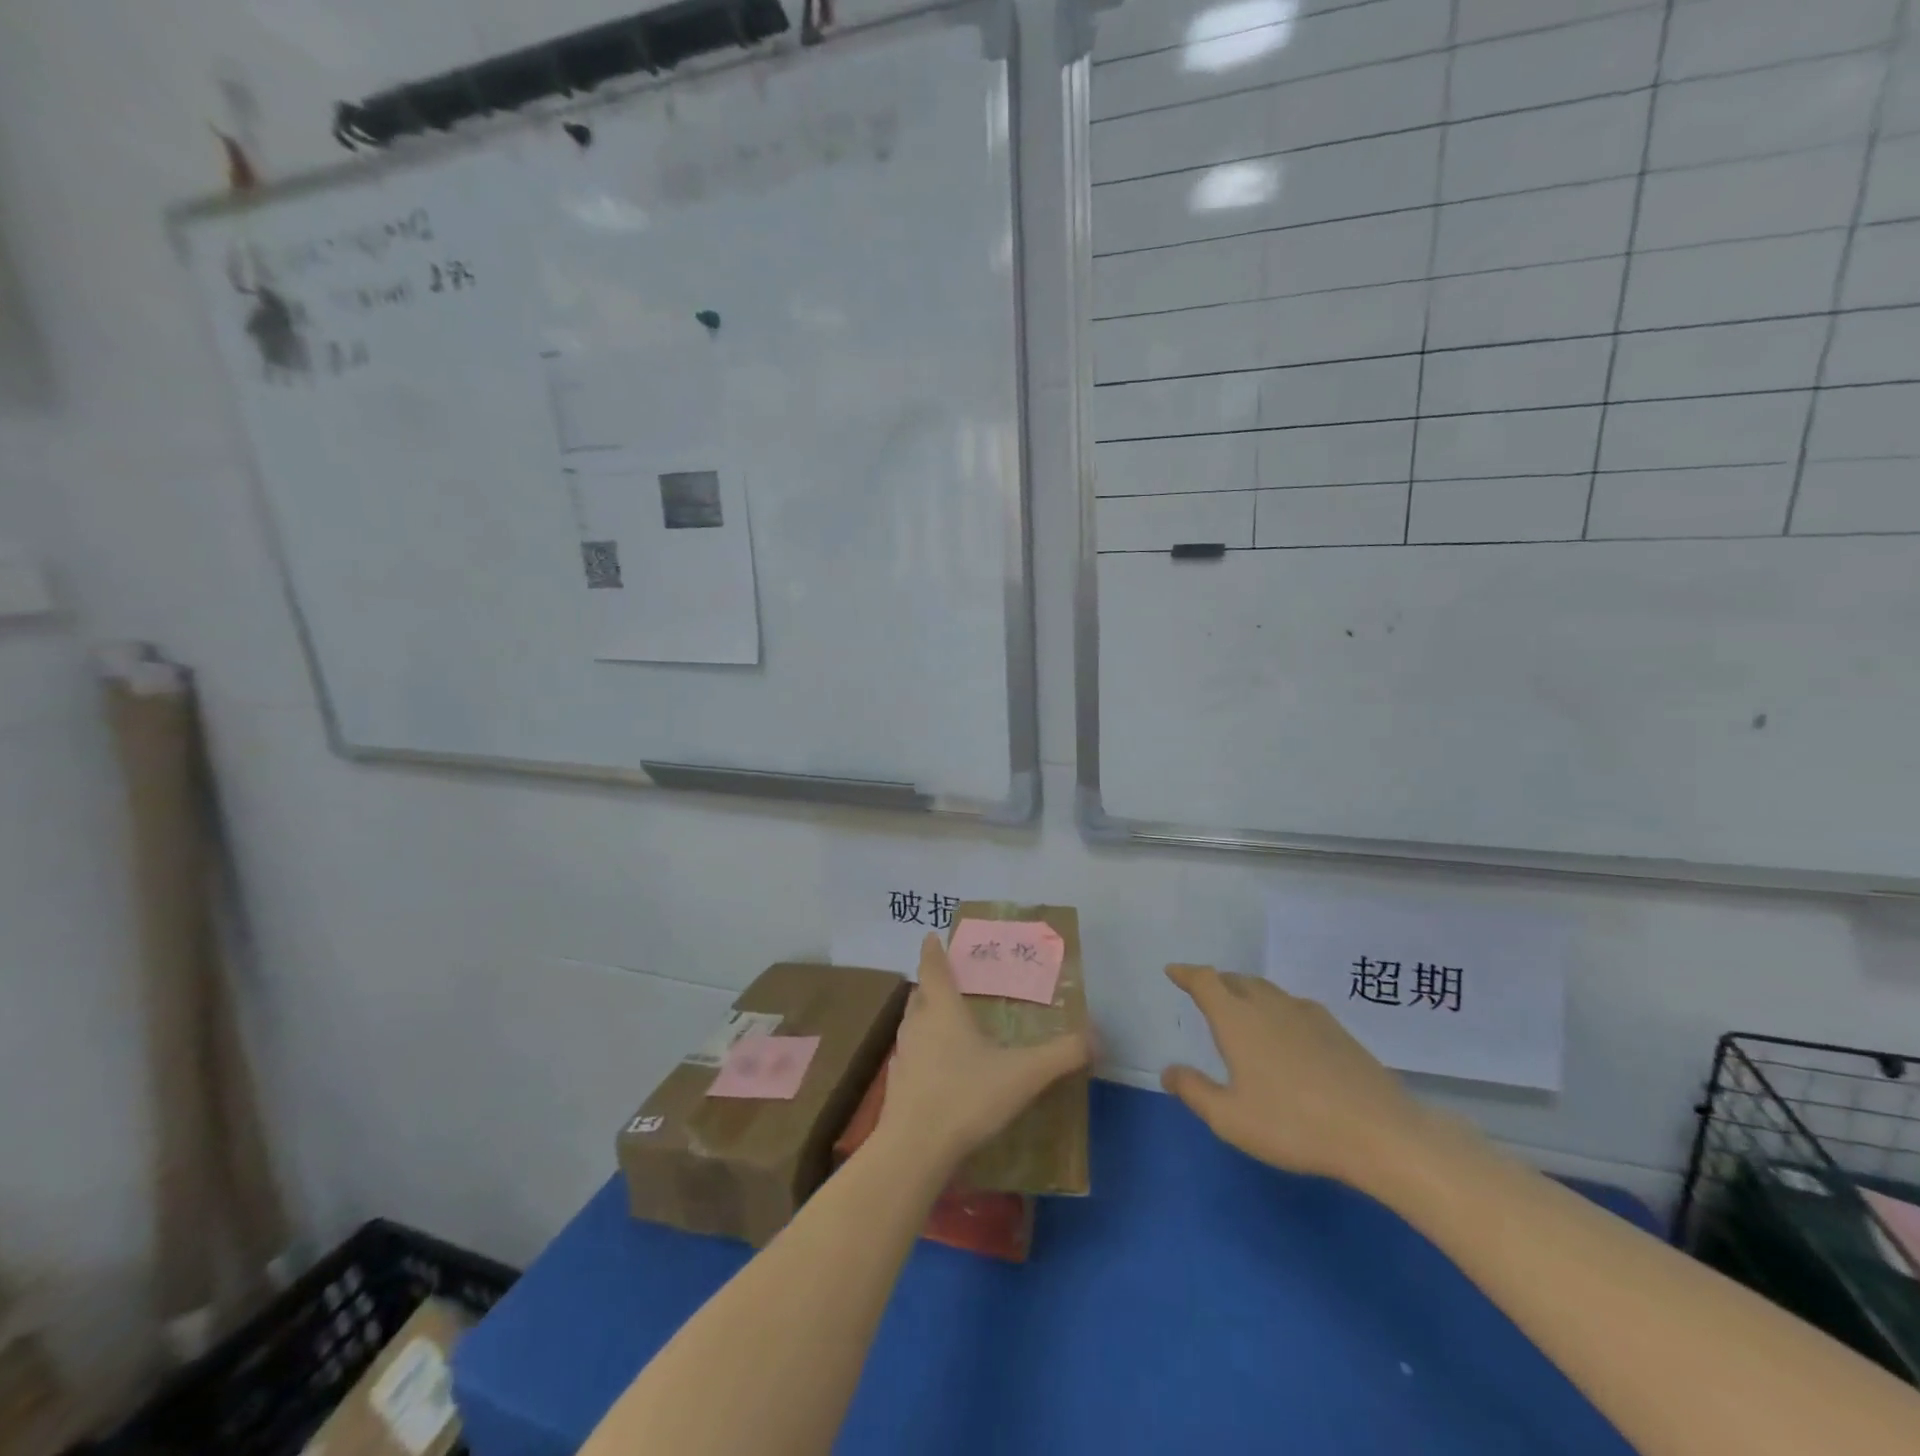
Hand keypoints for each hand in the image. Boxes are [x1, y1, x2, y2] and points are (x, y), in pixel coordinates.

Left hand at [876, 934, 1090, 1172]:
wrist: (913, 1150)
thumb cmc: (966, 1097)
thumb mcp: (1023, 1075)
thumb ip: (1061, 1055)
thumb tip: (1096, 1037)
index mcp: (943, 1008)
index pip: (933, 967)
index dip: (933, 950)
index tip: (933, 936)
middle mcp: (918, 1024)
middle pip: (920, 993)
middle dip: (932, 983)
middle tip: (952, 981)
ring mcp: (903, 1055)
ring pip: (912, 1023)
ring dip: (926, 1016)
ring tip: (948, 1022)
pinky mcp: (897, 1085)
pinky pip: (911, 1055)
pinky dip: (923, 1051)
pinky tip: (941, 1070)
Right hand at [1161, 963, 1424, 1189]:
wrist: (1378, 1132)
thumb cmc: (1293, 1124)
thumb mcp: (1230, 1118)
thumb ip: (1194, 1091)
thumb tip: (1169, 1071)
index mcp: (1237, 1018)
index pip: (1205, 981)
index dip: (1186, 973)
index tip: (1173, 971)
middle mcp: (1268, 1005)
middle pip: (1235, 980)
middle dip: (1215, 982)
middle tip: (1204, 994)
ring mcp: (1306, 1014)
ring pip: (1267, 990)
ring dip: (1246, 992)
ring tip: (1241, 1009)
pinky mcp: (1336, 1029)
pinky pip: (1294, 1006)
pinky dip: (1277, 1008)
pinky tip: (1285, 1032)